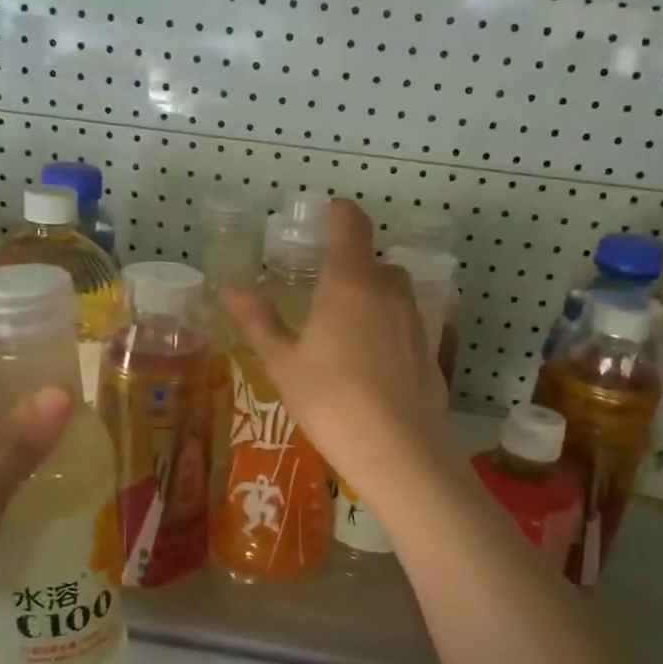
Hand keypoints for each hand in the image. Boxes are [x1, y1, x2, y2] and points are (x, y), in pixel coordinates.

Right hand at [223, 199, 452, 503]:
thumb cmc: (331, 400)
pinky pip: (407, 325)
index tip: (329, 212)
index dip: (340, 213)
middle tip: (325, 292)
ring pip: (394, 294)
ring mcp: (416, 321)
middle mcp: (389, 292)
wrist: (400, 451)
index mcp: (350, 283)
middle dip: (352, 268)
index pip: (352, 225)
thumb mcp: (284, 363)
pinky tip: (372, 365)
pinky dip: (389, 330)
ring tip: (346, 331)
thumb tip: (230, 290)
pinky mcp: (431, 352)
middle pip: (375, 262)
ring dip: (373, 298)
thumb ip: (259, 322)